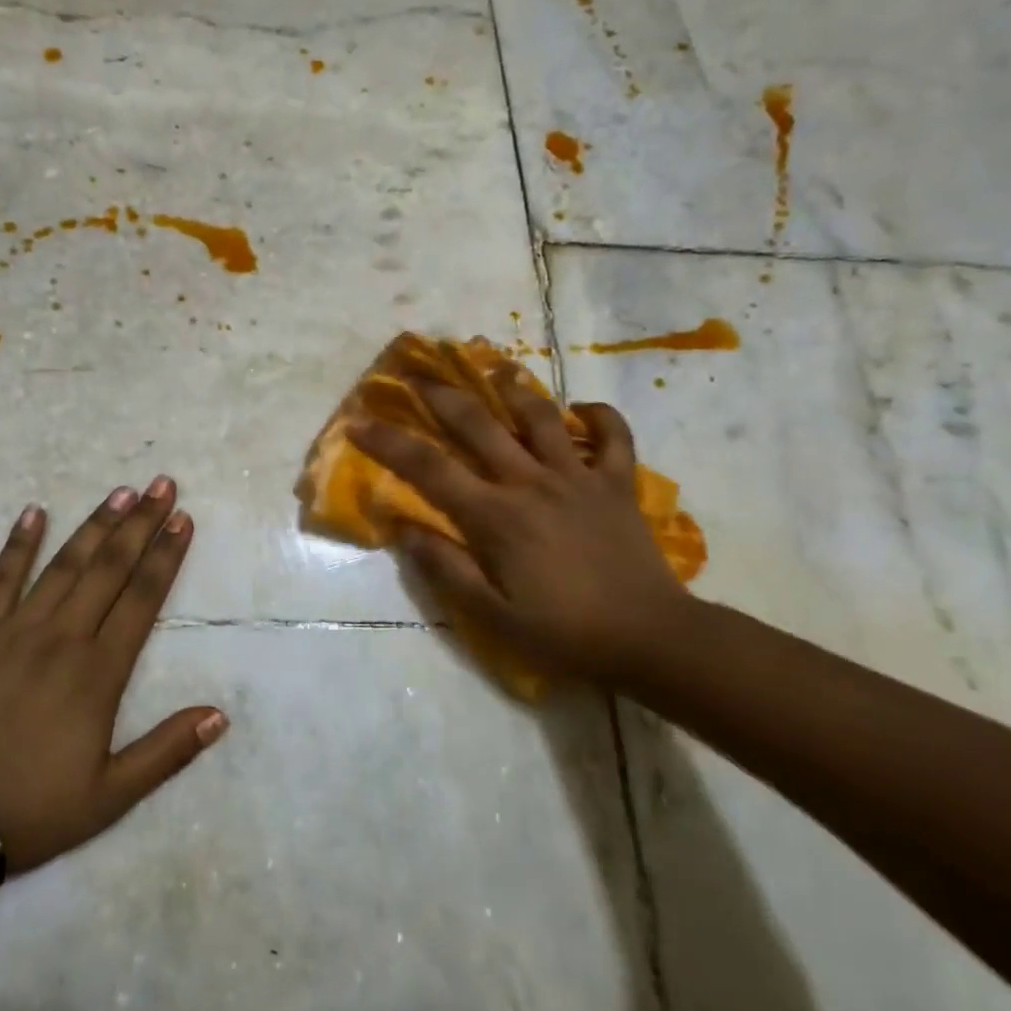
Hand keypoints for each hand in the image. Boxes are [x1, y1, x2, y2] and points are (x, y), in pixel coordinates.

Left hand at [0, 480, 226, 881]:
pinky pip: (1, 578)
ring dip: (95, 524)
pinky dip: (19, 543)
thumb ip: (167, 751)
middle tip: (162, 484)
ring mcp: (16, 629)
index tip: (183, 519)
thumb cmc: (32, 808)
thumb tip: (220, 715)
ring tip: (120, 491)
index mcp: (99, 672)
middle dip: (140, 523)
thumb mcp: (111, 795)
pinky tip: (34, 512)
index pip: (143, 598)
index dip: (166, 555)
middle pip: (110, 567)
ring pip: (64, 564)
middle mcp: (63, 637)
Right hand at [348, 377, 688, 683]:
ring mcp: (578, 477)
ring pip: (541, 416)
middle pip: (478, 424)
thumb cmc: (564, 632)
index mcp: (496, 516)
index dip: (389, 442)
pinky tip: (582, 410)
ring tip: (494, 371)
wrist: (651, 639)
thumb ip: (445, 568)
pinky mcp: (617, 484)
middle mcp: (531, 482)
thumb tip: (402, 527)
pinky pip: (614, 435)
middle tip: (416, 374)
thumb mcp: (492, 616)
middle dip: (441, 395)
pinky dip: (599, 416)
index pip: (430, 468)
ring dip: (514, 389)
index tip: (359, 422)